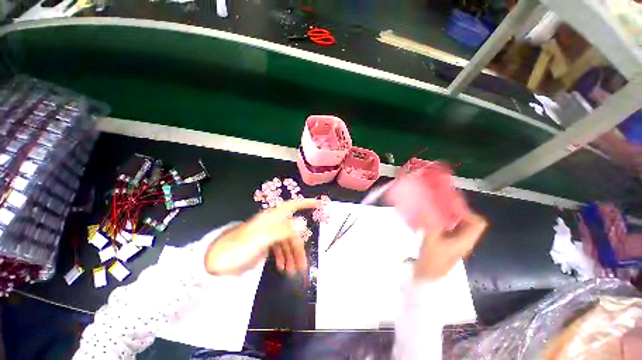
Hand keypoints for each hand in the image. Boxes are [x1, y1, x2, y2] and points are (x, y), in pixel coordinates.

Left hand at [205, 199, 317, 275]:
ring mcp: (269, 234)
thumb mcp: (262, 238)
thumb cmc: (239, 247)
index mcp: (273, 217)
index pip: (293, 205)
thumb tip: (303, 223)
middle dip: (299, 248)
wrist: (217, 261)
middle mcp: (273, 223)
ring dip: (291, 256)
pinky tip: (282, 267)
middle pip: (293, 232)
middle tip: (303, 266)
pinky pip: (279, 249)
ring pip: (287, 242)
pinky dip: (283, 258)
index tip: (320, 204)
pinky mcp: (265, 244)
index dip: (307, 203)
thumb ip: (283, 230)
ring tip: (292, 272)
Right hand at [413, 212, 486, 281]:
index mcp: (466, 240)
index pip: (478, 223)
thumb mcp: (431, 238)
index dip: (467, 212)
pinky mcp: (451, 243)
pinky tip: (436, 220)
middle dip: (459, 212)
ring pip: (462, 226)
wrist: (427, 275)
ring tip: (438, 210)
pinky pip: (454, 229)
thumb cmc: (431, 258)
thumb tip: (429, 206)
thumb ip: (432, 222)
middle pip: (471, 223)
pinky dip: (448, 222)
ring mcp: (459, 243)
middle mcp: (466, 241)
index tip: (452, 205)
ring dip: (453, 217)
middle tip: (444, 206)